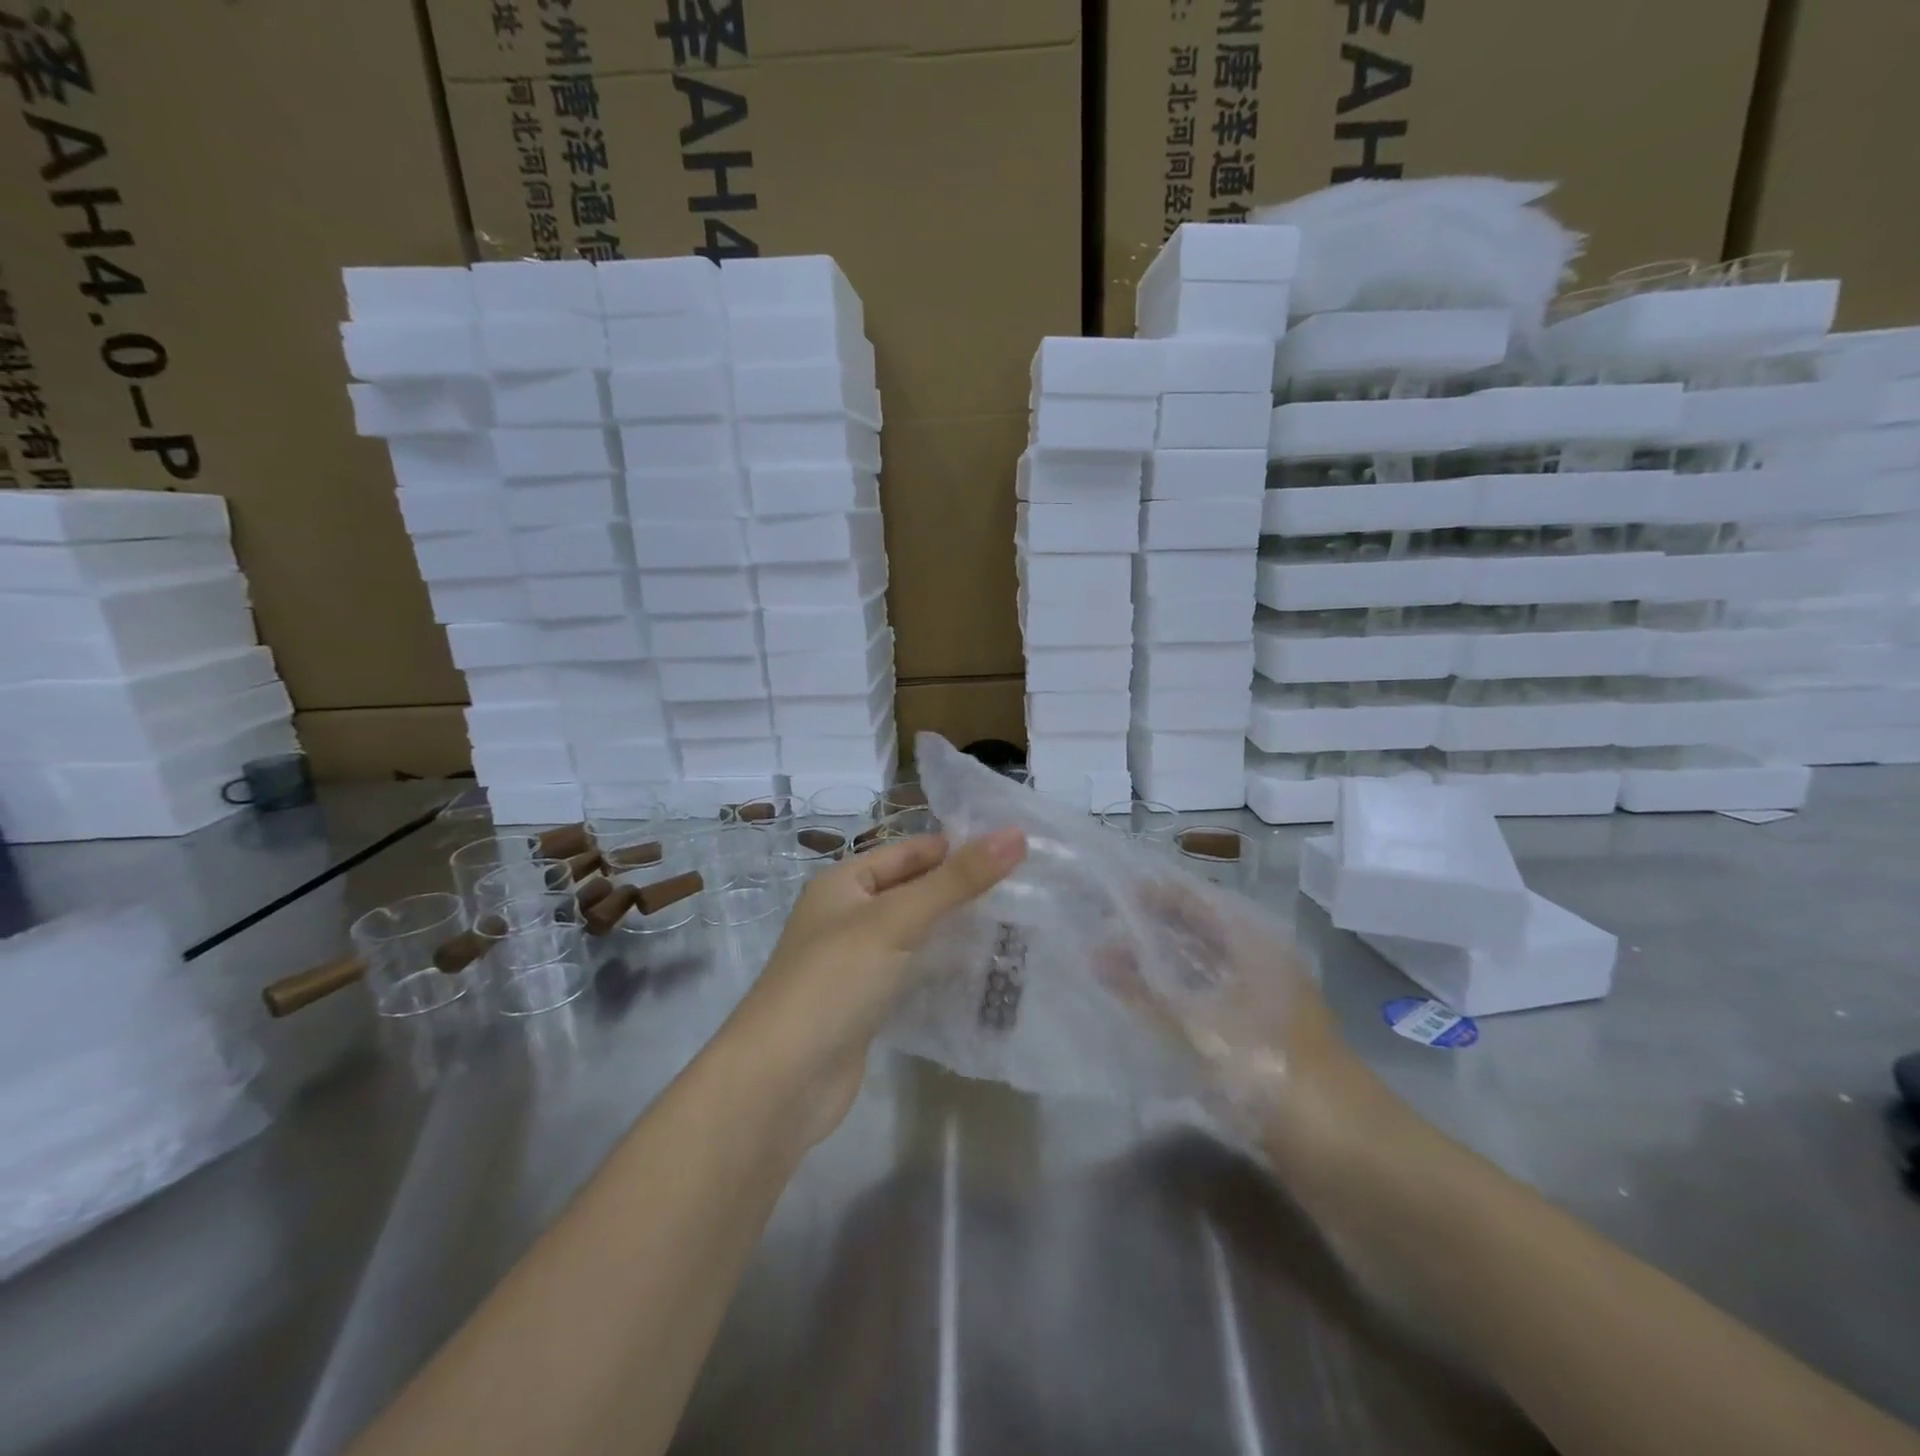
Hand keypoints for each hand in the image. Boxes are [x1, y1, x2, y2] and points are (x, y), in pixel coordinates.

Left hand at [721, 828, 1026, 1144]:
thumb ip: (957, 880)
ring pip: (913, 934)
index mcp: (843, 883)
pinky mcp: (865, 1005)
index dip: (956, 848)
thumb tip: (1016, 834)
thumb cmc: (834, 981)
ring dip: (954, 931)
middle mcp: (846, 917)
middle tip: (1024, 890)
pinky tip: (980, 973)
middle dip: (960, 891)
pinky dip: (940, 969)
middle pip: (912, 891)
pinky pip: (910, 973)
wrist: (781, 1083)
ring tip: (1014, 927)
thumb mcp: (897, 920)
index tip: (1014, 850)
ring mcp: (854, 964)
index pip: (908, 851)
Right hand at [1097, 878, 1374, 1147]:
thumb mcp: (1198, 1028)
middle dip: (1150, 929)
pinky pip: (1207, 1009)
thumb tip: (1095, 951)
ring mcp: (1263, 1006)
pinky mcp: (1262, 1045)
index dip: (1151, 893)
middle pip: (1198, 933)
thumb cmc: (1273, 1074)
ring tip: (1107, 966)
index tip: (1104, 892)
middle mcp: (1260, 965)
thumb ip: (1142, 990)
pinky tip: (1141, 1015)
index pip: (1194, 899)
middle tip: (1097, 928)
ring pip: (1201, 972)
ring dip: (1160, 968)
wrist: (1352, 1161)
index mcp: (1253, 944)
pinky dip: (1174, 1004)